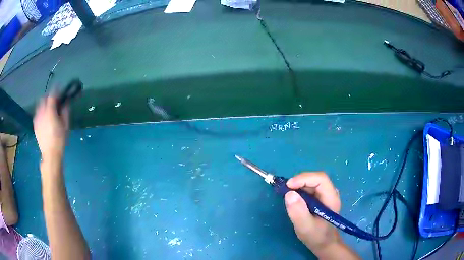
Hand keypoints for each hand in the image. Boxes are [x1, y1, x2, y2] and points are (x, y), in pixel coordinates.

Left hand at [33, 95, 68, 161]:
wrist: (50, 154)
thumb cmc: (59, 140)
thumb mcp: (66, 125)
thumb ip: (65, 111)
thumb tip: (66, 102)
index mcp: (50, 111)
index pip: (52, 95)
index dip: (56, 91)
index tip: (60, 90)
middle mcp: (42, 112)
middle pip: (44, 98)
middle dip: (49, 97)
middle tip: (54, 101)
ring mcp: (37, 118)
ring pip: (39, 105)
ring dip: (44, 104)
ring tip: (48, 109)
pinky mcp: (35, 125)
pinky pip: (37, 113)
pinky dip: (41, 112)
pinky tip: (44, 117)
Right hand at [284, 172, 345, 257]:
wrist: (324, 244)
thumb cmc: (316, 237)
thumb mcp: (305, 227)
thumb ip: (298, 212)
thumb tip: (289, 193)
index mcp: (331, 198)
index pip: (320, 179)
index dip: (304, 178)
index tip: (288, 186)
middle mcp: (331, 193)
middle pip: (316, 179)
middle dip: (299, 182)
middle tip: (285, 191)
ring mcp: (326, 195)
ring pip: (312, 183)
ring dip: (298, 186)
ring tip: (287, 196)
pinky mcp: (321, 199)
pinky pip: (310, 189)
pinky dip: (300, 191)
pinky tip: (294, 200)